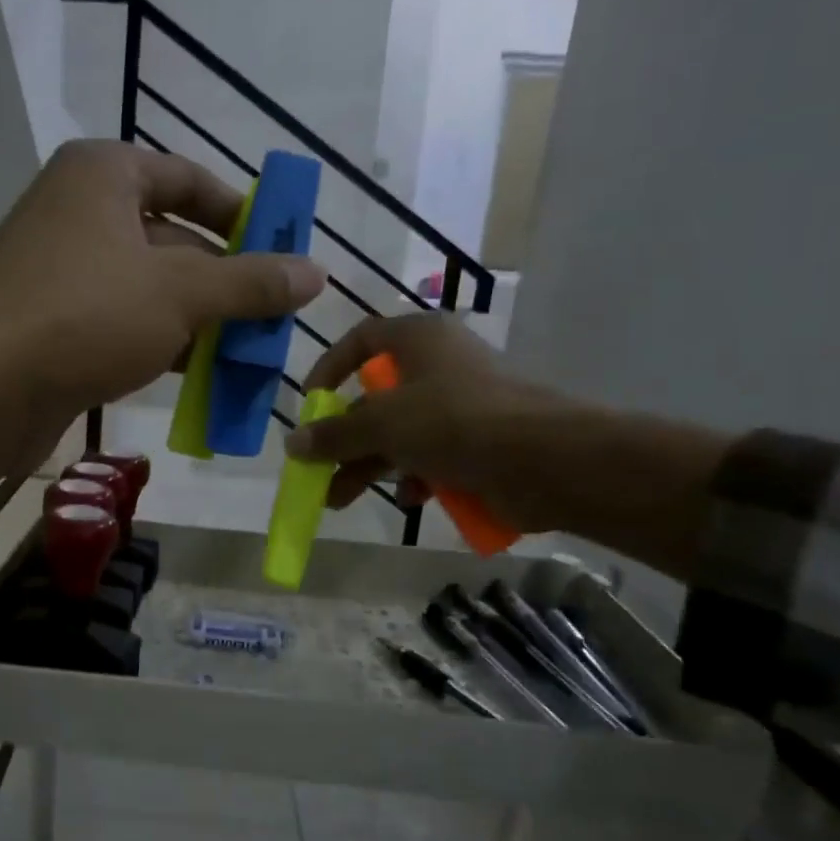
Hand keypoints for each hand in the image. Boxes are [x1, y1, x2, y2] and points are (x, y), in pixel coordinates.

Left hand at [0, 139, 325, 445]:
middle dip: (226, 282)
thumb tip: (316, 272)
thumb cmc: (83, 315)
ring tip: (251, 356)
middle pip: (174, 239)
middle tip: (276, 318)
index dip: (242, 215)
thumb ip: (250, 282)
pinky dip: (164, 347)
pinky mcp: (56, 326)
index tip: (283, 251)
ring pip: (151, 290)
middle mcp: (81, 214)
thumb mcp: (180, 293)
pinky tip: (202, 379)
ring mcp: (65, 273)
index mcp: (104, 176)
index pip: (190, 180)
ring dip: (201, 322)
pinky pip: (125, 326)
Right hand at [285, 313, 591, 526]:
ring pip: (401, 432)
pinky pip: (433, 454)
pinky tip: (411, 498)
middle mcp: (439, 364)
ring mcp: (461, 404)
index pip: (362, 339)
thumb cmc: (456, 422)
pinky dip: (416, 476)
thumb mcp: (384, 425)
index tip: (310, 404)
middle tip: (316, 471)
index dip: (329, 367)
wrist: (546, 460)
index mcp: (418, 339)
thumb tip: (293, 444)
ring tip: (340, 500)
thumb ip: (335, 434)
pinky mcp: (479, 440)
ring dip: (369, 467)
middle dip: (344, 439)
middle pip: (376, 398)